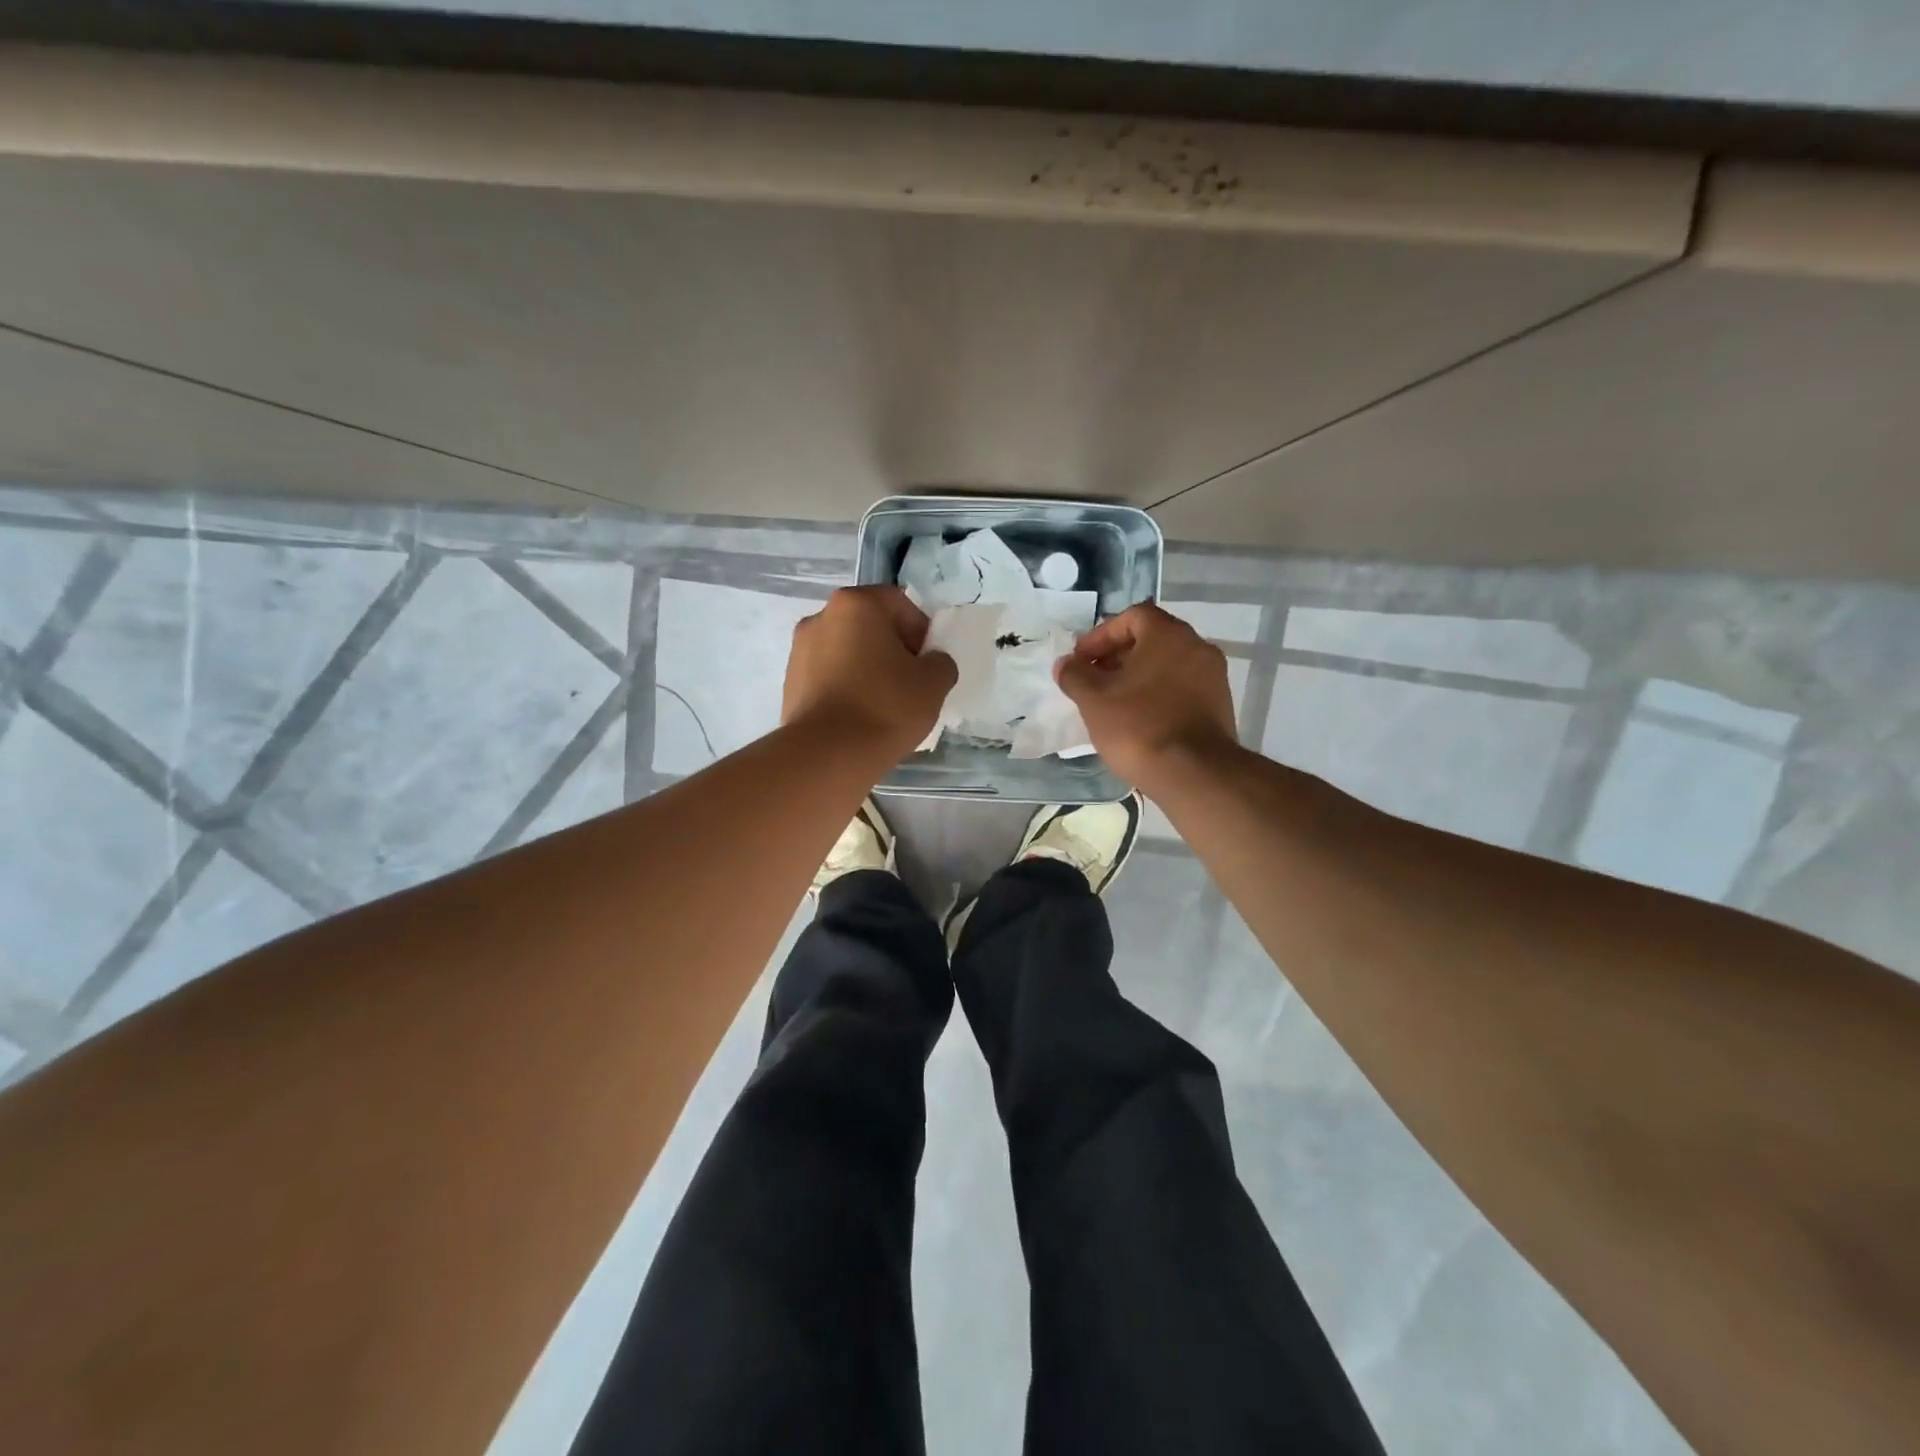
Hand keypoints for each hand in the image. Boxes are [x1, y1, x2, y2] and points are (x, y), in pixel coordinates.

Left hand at [783, 586, 957, 757]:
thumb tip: (930, 663)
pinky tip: (861, 716)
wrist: (828, 755)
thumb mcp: (934, 682)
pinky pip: (829, 676)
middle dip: (893, 649)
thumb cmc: (886, 706)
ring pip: (847, 651)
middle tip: (911, 682)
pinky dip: (847, 687)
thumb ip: (940, 662)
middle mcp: (821, 617)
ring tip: (885, 704)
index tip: (928, 663)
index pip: (898, 603)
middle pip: (869, 625)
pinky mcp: (790, 683)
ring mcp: (799, 650)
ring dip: (868, 668)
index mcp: (855, 604)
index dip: (921, 630)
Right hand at [1056, 602, 1239, 788]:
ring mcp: (1213, 677)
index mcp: (1168, 635)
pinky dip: (1158, 693)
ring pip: (1167, 664)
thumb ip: (1075, 676)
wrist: (1194, 774)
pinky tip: (1138, 719)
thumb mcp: (1094, 700)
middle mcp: (1197, 646)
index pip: (1132, 616)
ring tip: (1112, 702)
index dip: (1101, 635)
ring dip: (1138, 676)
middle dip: (1118, 656)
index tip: (1081, 660)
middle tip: (1093, 680)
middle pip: (1151, 639)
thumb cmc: (1139, 726)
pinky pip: (1181, 687)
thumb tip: (1065, 664)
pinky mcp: (1219, 705)